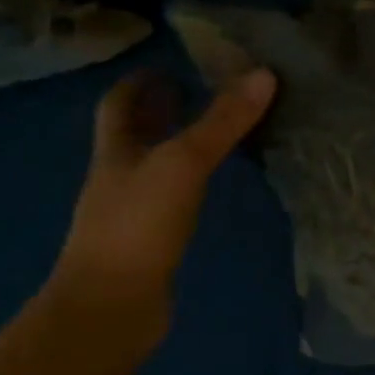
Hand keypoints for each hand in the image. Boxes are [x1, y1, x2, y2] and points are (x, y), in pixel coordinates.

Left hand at [39, 68, 277, 346]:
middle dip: (161, 111)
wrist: (109, 309)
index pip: (118, 105)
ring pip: (156, 166)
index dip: (138, 82)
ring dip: (180, 145)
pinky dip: (192, 182)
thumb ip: (223, 121)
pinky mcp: (152, 240)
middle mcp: (119, 176)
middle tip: (201, 91)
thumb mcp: (184, 163)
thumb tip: (264, 72)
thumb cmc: (137, 225)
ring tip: (219, 130)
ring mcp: (133, 212)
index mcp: (116, 151)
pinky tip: (216, 183)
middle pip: (136, 134)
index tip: (167, 65)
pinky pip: (174, 197)